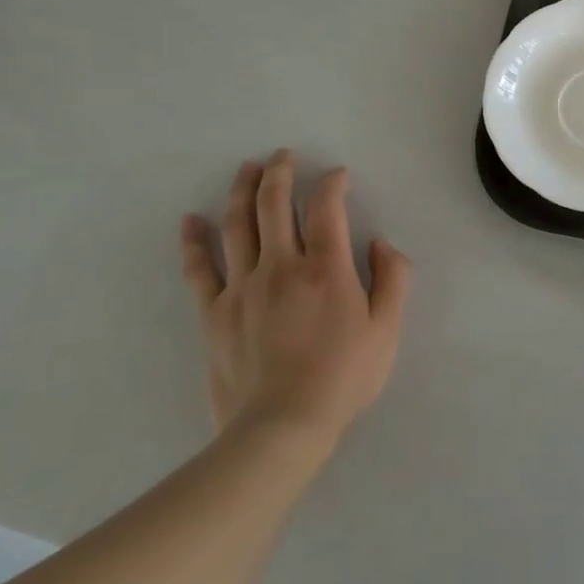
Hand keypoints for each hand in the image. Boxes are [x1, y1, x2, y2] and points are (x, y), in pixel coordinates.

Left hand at [180, 152, 411, 452]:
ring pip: (237, 225)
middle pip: (275, 204)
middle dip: (280, 172)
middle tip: (283, 155)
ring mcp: (242, 286)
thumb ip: (394, 278)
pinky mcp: (214, 312)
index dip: (333, 182)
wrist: (280, 428)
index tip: (338, 174)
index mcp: (326, 267)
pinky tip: (189, 220)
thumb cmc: (343, 377)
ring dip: (242, 191)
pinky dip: (193, 241)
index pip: (328, 207)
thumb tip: (381, 242)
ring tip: (247, 168)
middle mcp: (281, 265)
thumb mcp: (388, 329)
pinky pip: (199, 268)